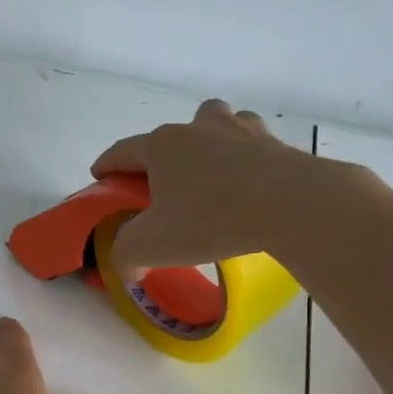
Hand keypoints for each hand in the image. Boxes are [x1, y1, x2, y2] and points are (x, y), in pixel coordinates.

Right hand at [89, 99, 317, 271]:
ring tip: (211, 175)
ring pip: (218, 127)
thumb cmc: (210, 219)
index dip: (107, 165)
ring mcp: (242, 131)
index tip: (100, 177)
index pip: (123, 151)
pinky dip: (246, 161)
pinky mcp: (277, 146)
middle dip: (163, 154)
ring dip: (210, 144)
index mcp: (163, 145)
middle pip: (173, 132)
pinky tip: (249, 184)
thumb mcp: (151, 245)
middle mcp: (200, 128)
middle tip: (163, 183)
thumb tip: (128, 266)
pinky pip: (254, 148)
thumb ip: (126, 255)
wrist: (292, 205)